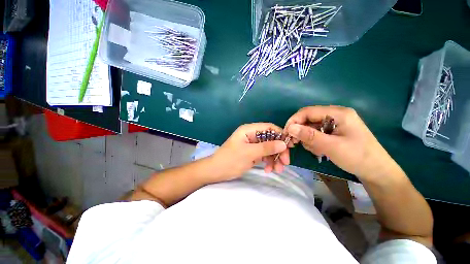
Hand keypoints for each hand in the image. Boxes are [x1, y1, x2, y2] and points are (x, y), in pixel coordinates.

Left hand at [209, 123, 288, 181]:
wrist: (215, 171)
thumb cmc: (230, 160)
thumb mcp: (249, 153)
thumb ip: (266, 147)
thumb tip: (283, 144)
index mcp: (249, 130)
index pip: (269, 128)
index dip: (280, 135)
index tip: (290, 146)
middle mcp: (251, 135)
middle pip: (270, 139)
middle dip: (278, 150)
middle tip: (285, 162)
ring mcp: (252, 145)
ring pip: (268, 148)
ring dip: (274, 158)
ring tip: (277, 170)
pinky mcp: (252, 153)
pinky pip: (263, 155)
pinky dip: (268, 162)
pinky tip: (268, 170)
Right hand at [285, 106, 398, 179]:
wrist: (377, 172)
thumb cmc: (358, 157)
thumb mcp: (331, 146)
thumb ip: (310, 136)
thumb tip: (290, 128)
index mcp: (337, 113)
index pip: (308, 111)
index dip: (294, 121)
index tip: (286, 133)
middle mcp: (335, 115)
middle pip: (308, 119)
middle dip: (300, 131)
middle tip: (295, 143)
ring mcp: (334, 124)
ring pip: (311, 127)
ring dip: (308, 138)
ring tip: (315, 150)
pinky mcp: (334, 132)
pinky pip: (316, 133)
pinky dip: (314, 142)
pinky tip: (320, 150)